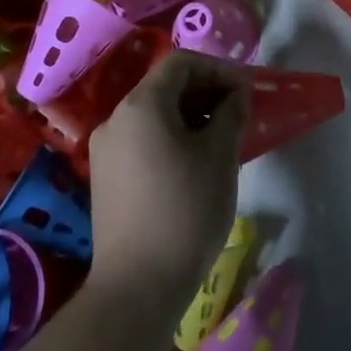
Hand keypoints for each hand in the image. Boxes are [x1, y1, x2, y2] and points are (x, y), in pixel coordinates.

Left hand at [87, 51, 249, 325]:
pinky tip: (195, 163)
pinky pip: (142, 140)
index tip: (244, 91)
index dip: (217, 69)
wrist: (137, 287)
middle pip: (164, 86)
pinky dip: (171, 137)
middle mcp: (115, 119)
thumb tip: (236, 94)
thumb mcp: (219, 156)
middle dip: (205, 92)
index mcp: (141, 105)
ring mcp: (105, 150)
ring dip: (190, 115)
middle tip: (238, 113)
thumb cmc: (185, 211)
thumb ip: (231, 113)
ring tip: (221, 139)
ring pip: (153, 114)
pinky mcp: (106, 178)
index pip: (181, 63)